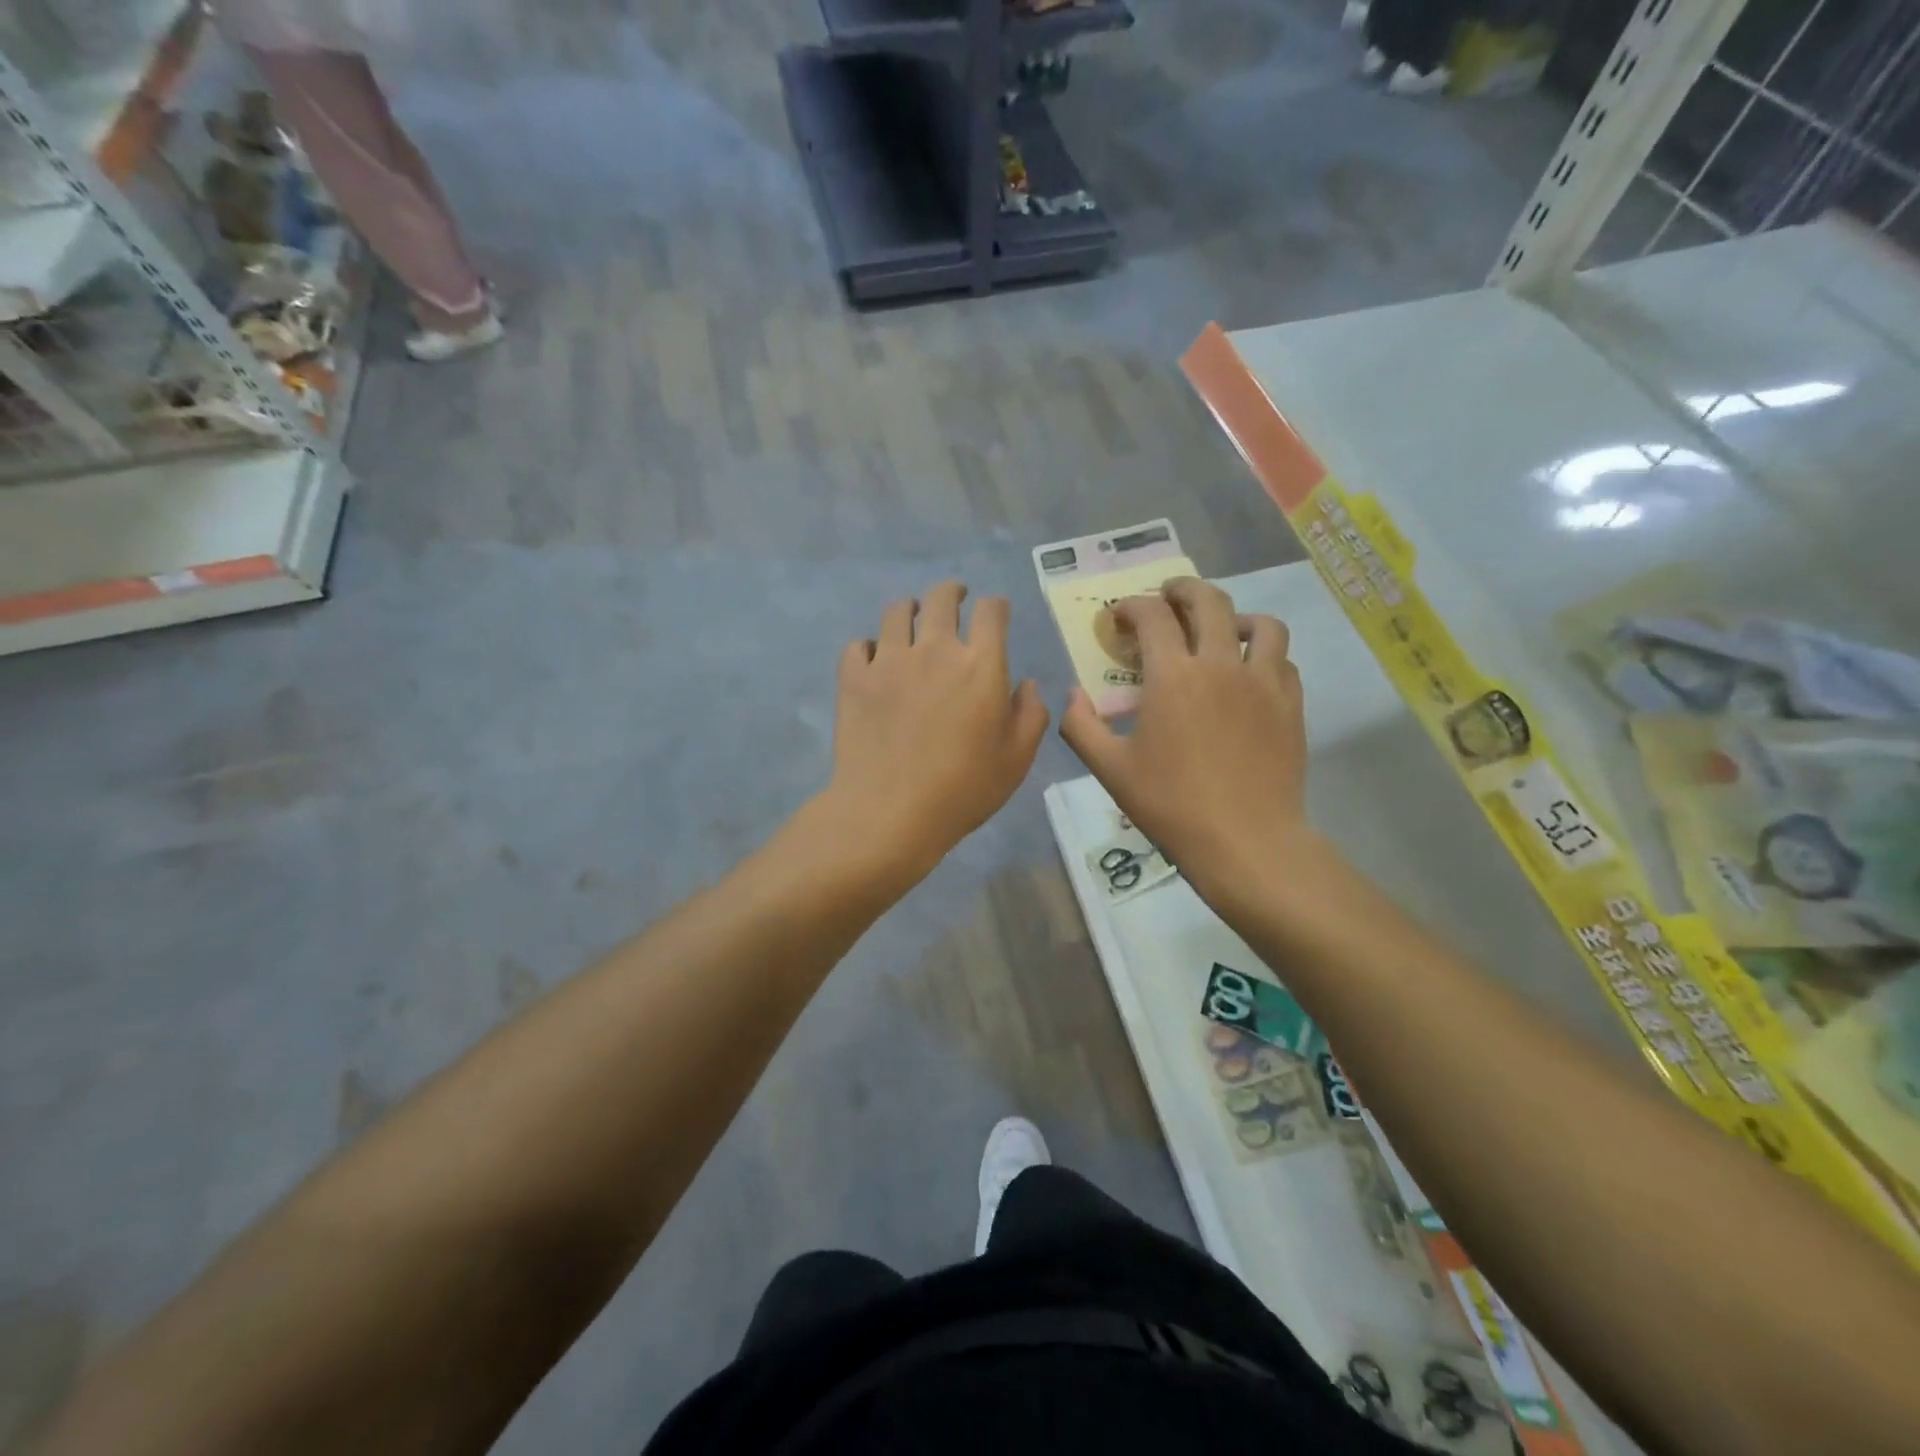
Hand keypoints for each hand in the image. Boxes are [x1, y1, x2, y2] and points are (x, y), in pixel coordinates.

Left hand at [819, 582, 1049, 889]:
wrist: (890, 811)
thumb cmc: (963, 788)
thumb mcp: (1017, 759)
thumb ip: (1031, 715)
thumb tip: (1026, 685)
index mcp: (980, 664)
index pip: (992, 612)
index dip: (996, 606)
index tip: (996, 613)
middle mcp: (935, 649)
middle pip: (942, 598)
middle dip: (952, 592)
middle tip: (955, 598)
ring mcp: (889, 660)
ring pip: (897, 612)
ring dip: (910, 610)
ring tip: (912, 618)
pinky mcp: (854, 678)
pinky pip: (858, 645)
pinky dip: (869, 647)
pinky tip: (874, 659)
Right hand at [1060, 577, 1326, 916]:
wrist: (1245, 841)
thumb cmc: (1172, 805)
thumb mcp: (1110, 770)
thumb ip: (1081, 725)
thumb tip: (1071, 694)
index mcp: (1173, 676)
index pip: (1152, 616)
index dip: (1130, 607)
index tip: (1118, 618)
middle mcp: (1221, 664)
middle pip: (1208, 601)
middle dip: (1182, 590)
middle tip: (1168, 596)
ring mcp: (1263, 682)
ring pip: (1261, 624)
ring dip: (1235, 616)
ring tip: (1222, 629)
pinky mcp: (1291, 704)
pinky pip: (1283, 661)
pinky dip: (1265, 654)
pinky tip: (1251, 673)